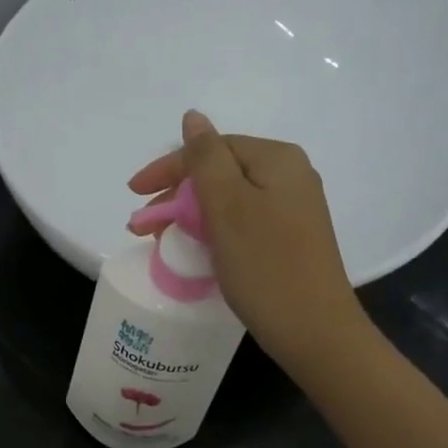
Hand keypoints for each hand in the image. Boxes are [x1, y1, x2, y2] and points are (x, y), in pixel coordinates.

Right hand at [129, 110, 365, 374]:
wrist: (314, 330)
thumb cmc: (265, 265)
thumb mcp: (227, 206)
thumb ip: (206, 158)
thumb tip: (193, 117)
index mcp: (277, 159)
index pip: (211, 149)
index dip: (168, 169)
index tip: (133, 194)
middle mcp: (290, 176)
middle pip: (220, 173)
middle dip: (177, 196)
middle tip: (143, 226)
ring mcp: (293, 209)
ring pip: (228, 200)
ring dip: (191, 215)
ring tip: (162, 240)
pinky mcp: (290, 239)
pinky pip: (242, 222)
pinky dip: (213, 231)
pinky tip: (197, 249)